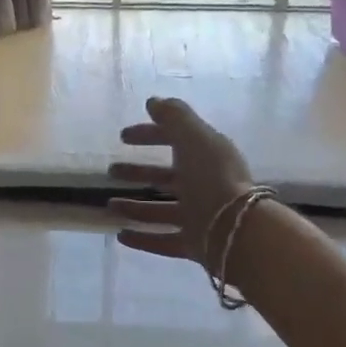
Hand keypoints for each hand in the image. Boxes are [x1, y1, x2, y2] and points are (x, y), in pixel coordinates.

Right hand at [105, 97, 255, 268]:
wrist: (235, 230)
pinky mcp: (193, 244)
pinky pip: (163, 241)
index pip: (174, 140)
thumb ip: (173, 116)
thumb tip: (153, 101)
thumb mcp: (194, 137)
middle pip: (166, 177)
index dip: (149, 134)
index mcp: (205, 157)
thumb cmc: (212, 177)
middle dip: (138, 171)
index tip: (123, 137)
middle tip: (112, 170)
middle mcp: (202, 186)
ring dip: (135, 207)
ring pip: (160, 210)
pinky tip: (121, 236)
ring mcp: (198, 217)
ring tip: (110, 205)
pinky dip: (142, 239)